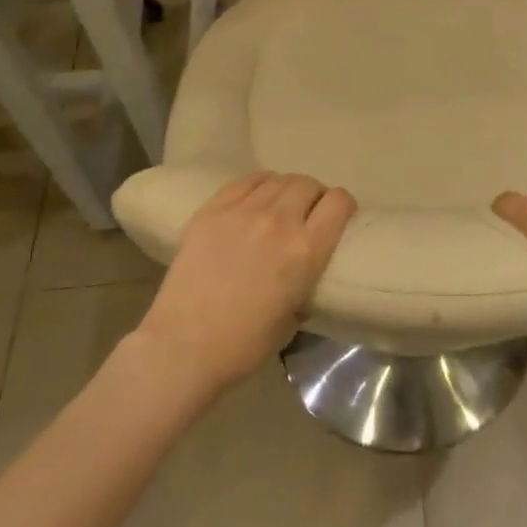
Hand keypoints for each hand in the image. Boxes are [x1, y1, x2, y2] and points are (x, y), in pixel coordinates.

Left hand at [135, 172, 355, 400]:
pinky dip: (259, 185)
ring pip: (279, 179)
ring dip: (287, 190)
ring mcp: (242, 211)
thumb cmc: (244, 344)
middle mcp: (279, 221)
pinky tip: (256, 198)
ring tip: (280, 206)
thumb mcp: (295, 316)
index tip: (337, 218)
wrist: (183, 347)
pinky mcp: (212, 209)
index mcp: (305, 250)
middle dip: (315, 197)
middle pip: (308, 185)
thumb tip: (307, 265)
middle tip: (307, 214)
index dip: (343, 207)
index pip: (339, 202)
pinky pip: (246, 181)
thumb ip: (307, 279)